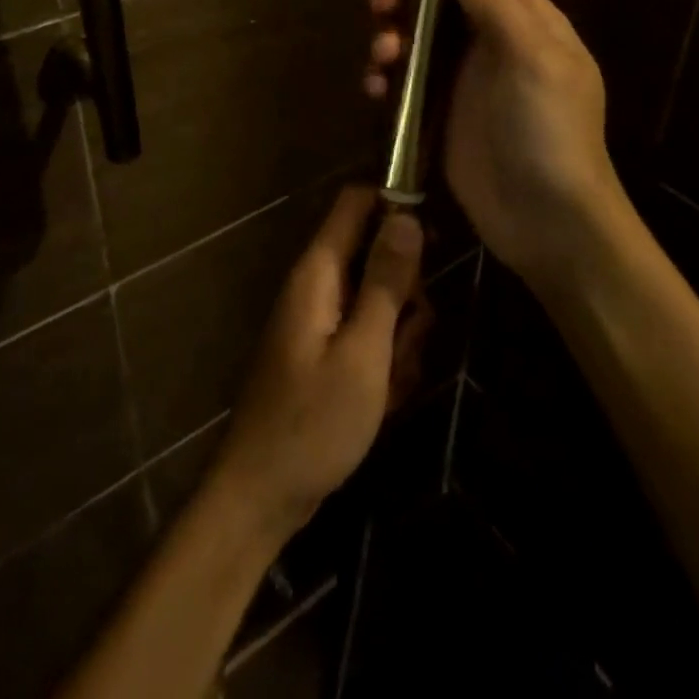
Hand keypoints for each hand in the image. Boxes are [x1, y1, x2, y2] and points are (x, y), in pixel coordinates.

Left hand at [208, 186, 426, 543]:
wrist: (263, 495)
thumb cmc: (314, 422)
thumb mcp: (363, 351)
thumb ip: (386, 282)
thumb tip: (407, 215)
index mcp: (319, 272)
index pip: (355, 202)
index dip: (395, 204)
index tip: (435, 238)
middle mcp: (318, 285)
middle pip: (377, 256)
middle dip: (406, 295)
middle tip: (408, 339)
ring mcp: (322, 320)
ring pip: (381, 302)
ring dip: (399, 338)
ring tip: (390, 384)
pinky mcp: (327, 351)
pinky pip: (370, 337)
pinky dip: (384, 364)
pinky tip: (382, 402)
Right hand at [366, 0, 621, 287]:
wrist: (547, 219)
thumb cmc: (550, 132)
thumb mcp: (536, 59)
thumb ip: (498, 4)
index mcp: (523, 14)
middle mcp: (490, 36)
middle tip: (380, 8)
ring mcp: (463, 74)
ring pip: (413, 32)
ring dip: (388, 34)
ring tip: (381, 57)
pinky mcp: (439, 109)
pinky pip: (403, 77)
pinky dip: (384, 74)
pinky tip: (375, 89)